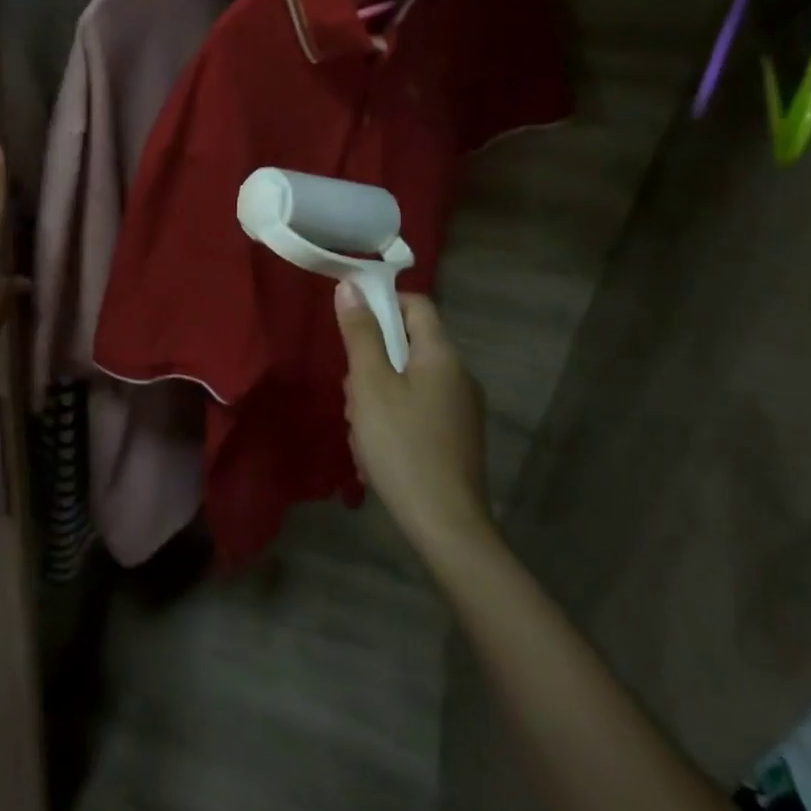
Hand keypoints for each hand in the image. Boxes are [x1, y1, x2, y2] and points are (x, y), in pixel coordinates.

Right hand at [335, 284, 494, 556]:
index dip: (382, 303)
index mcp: (442, 355)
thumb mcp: (370, 385)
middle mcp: (458, 375)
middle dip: (371, 362)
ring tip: (360, 429)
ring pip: (407, 380)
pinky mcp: (455, 438)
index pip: (415, 304)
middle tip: (352, 393)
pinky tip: (375, 450)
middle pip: (407, 345)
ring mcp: (460, 409)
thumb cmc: (402, 445)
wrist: (446, 525)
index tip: (349, 324)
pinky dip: (392, 418)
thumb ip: (361, 333)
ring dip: (376, 395)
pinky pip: (416, 409)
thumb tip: (351, 285)